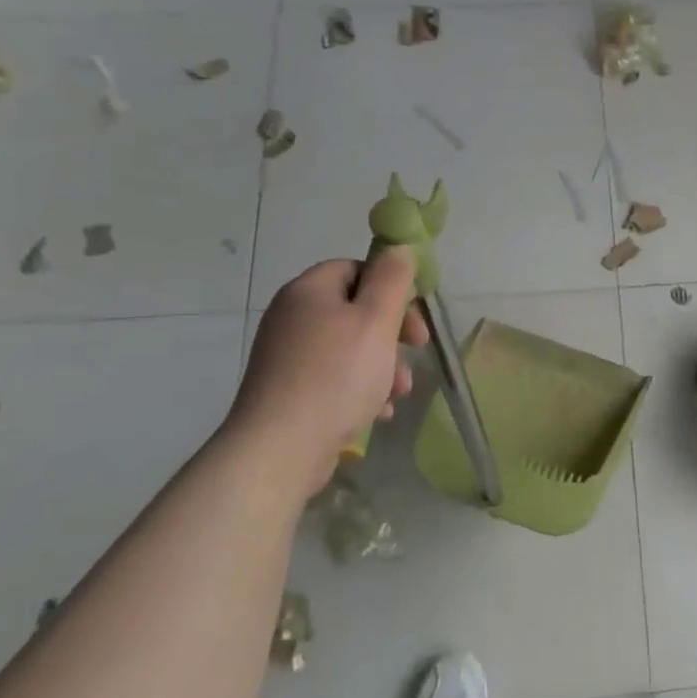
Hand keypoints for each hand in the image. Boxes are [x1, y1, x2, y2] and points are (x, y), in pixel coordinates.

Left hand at [227, 248, 430, 494]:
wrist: (280, 449)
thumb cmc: (337, 376)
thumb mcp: (377, 320)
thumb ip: (392, 279)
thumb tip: (398, 248)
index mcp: (309, 290)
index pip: (356, 269)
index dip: (392, 289)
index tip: (414, 319)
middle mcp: (292, 316)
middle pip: (355, 310)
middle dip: (392, 333)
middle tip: (416, 352)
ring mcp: (286, 356)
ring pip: (349, 348)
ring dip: (382, 366)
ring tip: (398, 394)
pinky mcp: (287, 390)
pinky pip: (333, 377)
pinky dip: (359, 389)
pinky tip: (377, 413)